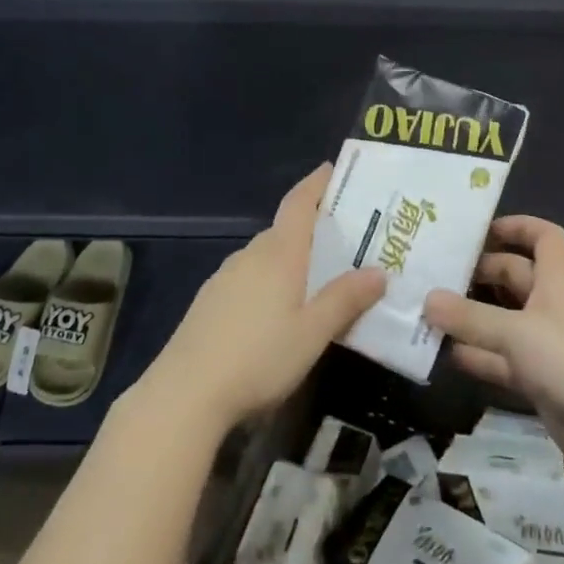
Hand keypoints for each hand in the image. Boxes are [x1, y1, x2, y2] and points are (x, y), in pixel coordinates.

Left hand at [143, 164, 384, 430]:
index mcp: (279, 253)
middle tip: (345, 242)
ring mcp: (225, 277)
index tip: (333, 169)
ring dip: (292, 259)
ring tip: (318, 279)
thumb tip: (379, 272)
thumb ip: (346, 300)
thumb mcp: (313, 332)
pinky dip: (270, 281)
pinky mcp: (210, 302)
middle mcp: (251, 255)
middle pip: (285, 230)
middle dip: (313, 230)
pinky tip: (278, 311)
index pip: (299, 202)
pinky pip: (249, 277)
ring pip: (267, 256)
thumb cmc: (259, 357)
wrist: (184, 394)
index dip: (316, 183)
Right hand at [424, 215, 563, 474]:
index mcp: (556, 282)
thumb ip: (470, 318)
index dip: (518, 226)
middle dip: (481, 272)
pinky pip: (502, 359)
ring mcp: (546, 344)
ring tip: (430, 312)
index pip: (544, 237)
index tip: (481, 230)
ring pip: (504, 320)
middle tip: (438, 273)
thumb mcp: (516, 333)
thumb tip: (427, 298)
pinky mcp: (540, 379)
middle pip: (515, 276)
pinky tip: (446, 356)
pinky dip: (478, 356)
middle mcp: (552, 306)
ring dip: (473, 317)